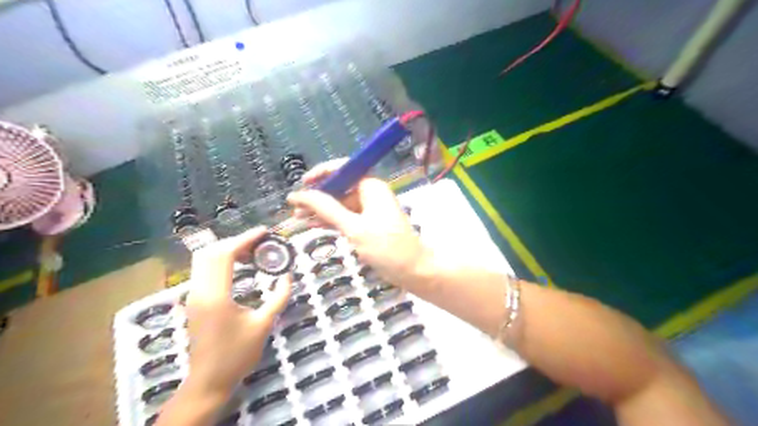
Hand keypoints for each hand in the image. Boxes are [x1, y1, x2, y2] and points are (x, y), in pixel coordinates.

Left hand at [182, 229, 290, 397]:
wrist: (208, 381)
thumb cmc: (237, 354)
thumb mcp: (264, 324)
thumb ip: (278, 297)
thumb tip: (287, 276)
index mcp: (215, 295)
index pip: (224, 255)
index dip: (244, 239)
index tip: (264, 232)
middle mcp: (199, 291)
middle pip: (210, 252)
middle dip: (235, 241)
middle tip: (259, 241)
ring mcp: (193, 297)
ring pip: (204, 261)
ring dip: (226, 250)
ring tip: (251, 251)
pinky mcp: (194, 302)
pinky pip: (204, 271)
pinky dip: (221, 261)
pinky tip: (239, 266)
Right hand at [287, 160, 428, 289]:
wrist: (414, 271)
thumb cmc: (387, 247)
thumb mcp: (354, 228)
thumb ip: (327, 209)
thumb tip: (300, 194)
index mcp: (371, 186)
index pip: (343, 169)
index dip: (321, 174)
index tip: (302, 184)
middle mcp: (370, 193)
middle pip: (339, 187)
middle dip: (317, 197)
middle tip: (294, 208)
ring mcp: (369, 209)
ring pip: (340, 204)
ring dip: (320, 211)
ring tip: (297, 219)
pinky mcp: (368, 224)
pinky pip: (345, 217)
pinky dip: (331, 221)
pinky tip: (314, 225)